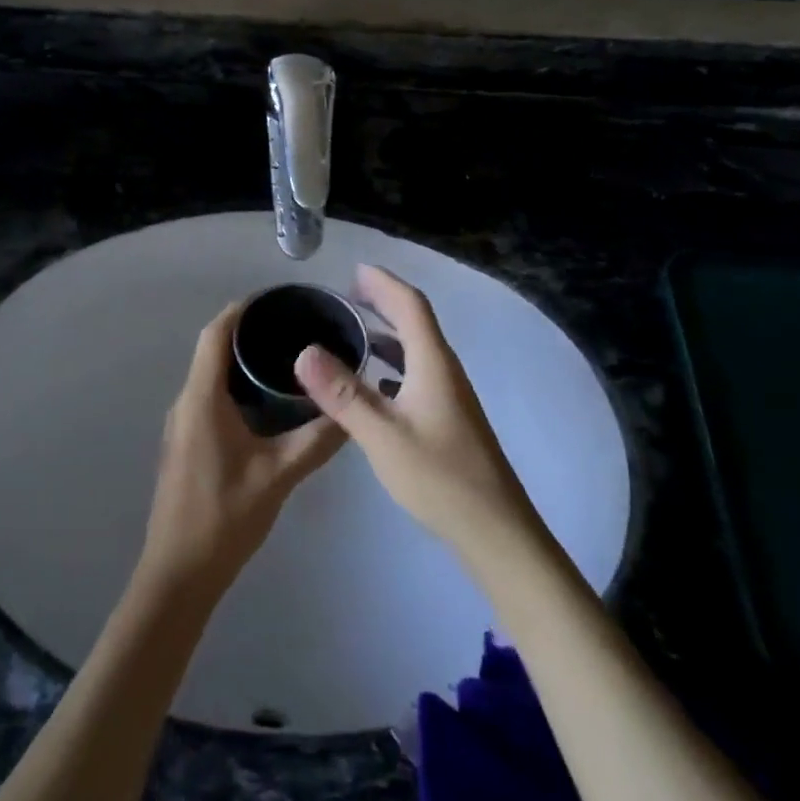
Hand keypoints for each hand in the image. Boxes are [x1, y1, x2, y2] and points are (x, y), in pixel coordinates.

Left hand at [136, 303, 346, 603]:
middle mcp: (186, 402)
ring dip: (241, 361)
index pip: (215, 335)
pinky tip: (267, 401)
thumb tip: (351, 411)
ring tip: (286, 356)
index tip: (276, 299)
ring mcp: (183, 424)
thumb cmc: (224, 518)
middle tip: (293, 326)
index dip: (241, 310)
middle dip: (248, 332)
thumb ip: (316, 441)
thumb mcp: (278, 476)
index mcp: (201, 399)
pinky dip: (236, 386)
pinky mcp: (186, 443)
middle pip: (212, 350)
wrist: (179, 574)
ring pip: (211, 375)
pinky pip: (210, 397)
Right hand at [295, 265, 540, 554]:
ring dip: (387, 332)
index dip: (383, 282)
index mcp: (433, 363)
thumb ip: (343, 394)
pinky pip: (416, 372)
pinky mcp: (447, 417)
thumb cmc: (439, 477)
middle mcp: (444, 369)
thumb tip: (304, 352)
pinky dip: (392, 363)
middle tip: (347, 294)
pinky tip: (373, 381)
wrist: (495, 531)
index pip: (410, 305)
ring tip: (353, 331)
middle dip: (383, 301)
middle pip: (415, 321)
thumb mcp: (382, 435)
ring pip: (416, 348)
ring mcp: (449, 394)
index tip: (353, 270)